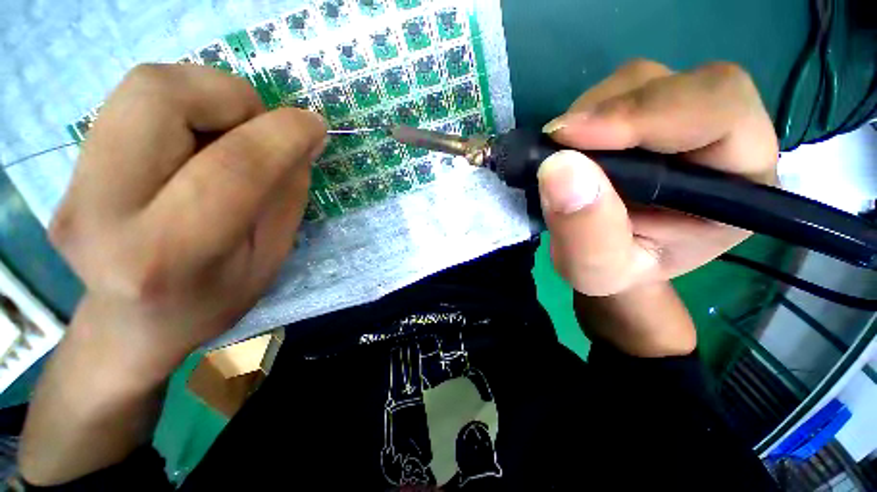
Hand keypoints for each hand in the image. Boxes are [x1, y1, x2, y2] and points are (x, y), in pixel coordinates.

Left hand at [50, 64, 326, 376]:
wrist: (134, 326)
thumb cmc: (216, 299)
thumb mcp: (271, 255)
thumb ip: (287, 192)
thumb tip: (304, 136)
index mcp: (168, 254)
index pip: (232, 168)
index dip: (283, 135)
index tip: (315, 126)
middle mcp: (101, 211)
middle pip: (160, 95)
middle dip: (231, 96)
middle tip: (260, 127)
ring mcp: (72, 186)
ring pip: (144, 86)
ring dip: (208, 95)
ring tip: (231, 133)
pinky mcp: (69, 170)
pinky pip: (134, 101)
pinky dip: (184, 105)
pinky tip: (198, 141)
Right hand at [538, 60, 777, 295]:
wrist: (611, 259)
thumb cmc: (616, 272)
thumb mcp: (597, 270)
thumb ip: (586, 232)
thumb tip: (558, 167)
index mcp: (742, 185)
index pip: (720, 112)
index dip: (647, 114)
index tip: (572, 137)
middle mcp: (724, 139)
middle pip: (680, 84)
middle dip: (611, 110)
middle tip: (555, 143)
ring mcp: (683, 120)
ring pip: (642, 81)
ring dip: (591, 112)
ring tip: (561, 153)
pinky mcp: (646, 117)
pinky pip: (616, 93)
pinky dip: (583, 115)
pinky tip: (569, 147)